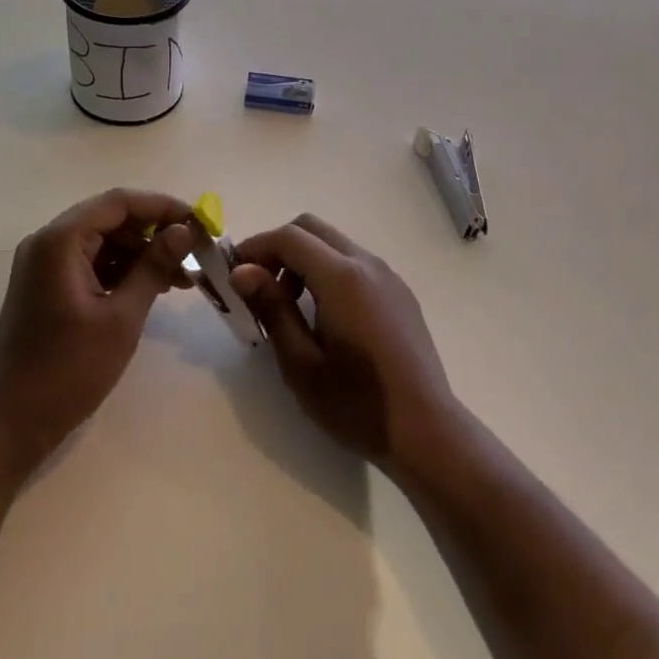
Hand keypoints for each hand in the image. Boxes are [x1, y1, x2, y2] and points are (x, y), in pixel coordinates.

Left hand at [0, 189, 195, 474]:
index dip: (163, 207)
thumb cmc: (69, 369)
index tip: (200, 222)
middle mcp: (48, 242)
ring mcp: (45, 265)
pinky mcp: (49, 286)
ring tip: (183, 276)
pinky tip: (155, 287)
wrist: (13, 423)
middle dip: (155, 231)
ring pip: (104, 241)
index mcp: (60, 241)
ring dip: (143, 252)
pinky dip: (124, 270)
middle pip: (111, 218)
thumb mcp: (122, 316)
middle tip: (195, 252)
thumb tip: (185, 231)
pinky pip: (93, 262)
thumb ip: (153, 266)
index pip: (119, 202)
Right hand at [230, 215, 457, 478]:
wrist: (426, 429)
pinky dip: (328, 271)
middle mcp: (367, 263)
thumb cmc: (356, 402)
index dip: (255, 247)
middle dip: (278, 248)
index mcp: (342, 277)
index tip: (233, 274)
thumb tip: (243, 272)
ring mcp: (388, 276)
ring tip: (288, 307)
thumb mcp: (302, 363)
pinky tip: (324, 315)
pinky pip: (355, 263)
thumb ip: (272, 308)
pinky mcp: (399, 292)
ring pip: (334, 244)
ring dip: (304, 259)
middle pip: (312, 229)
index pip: (289, 237)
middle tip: (259, 287)